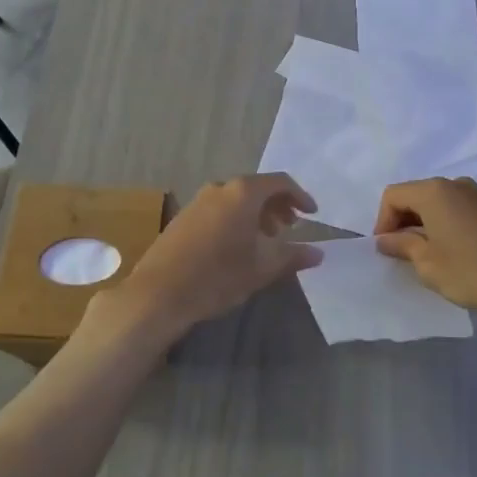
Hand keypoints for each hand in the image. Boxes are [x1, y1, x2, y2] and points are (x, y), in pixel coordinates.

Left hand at [104, 174, 321, 341]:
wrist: (158, 294)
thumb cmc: (217, 276)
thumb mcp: (261, 268)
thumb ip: (292, 256)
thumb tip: (318, 253)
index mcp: (242, 193)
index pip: (280, 182)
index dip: (300, 196)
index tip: (311, 215)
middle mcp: (219, 188)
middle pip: (256, 188)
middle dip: (277, 206)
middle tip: (289, 229)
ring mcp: (197, 201)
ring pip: (236, 199)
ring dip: (255, 215)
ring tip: (264, 241)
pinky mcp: (182, 218)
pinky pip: (218, 209)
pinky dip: (235, 220)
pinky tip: (236, 247)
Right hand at [374, 177, 476, 318]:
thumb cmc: (472, 271)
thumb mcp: (428, 263)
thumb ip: (402, 245)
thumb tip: (386, 239)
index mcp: (434, 191)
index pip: (393, 195)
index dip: (382, 222)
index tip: (387, 250)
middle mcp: (455, 184)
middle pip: (415, 195)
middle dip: (403, 222)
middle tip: (403, 254)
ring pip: (437, 203)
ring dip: (425, 224)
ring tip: (427, 256)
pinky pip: (458, 209)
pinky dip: (446, 225)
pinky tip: (453, 252)